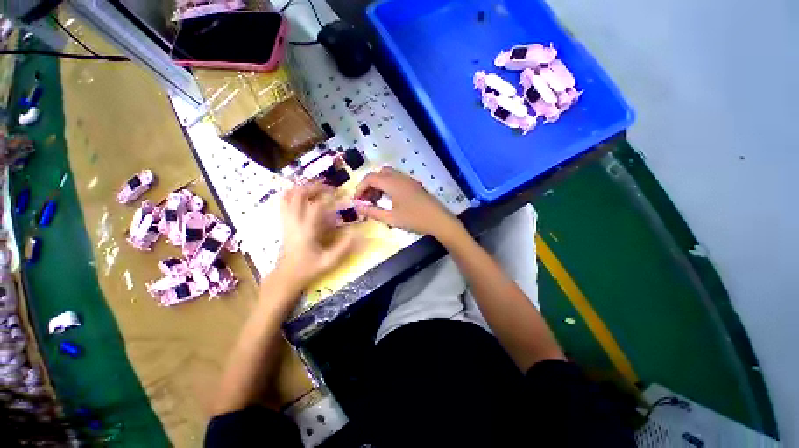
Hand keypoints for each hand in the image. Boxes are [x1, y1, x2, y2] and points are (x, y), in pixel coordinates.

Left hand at [273, 183, 355, 291]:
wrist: (286, 276)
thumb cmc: (308, 269)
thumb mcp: (329, 261)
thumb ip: (344, 247)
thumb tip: (358, 233)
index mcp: (306, 231)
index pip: (315, 206)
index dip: (328, 196)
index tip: (339, 194)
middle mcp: (294, 222)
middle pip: (298, 195)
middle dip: (314, 186)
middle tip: (328, 187)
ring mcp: (286, 221)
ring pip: (288, 196)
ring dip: (302, 187)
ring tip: (316, 186)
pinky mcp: (284, 223)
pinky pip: (284, 202)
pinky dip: (292, 193)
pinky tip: (303, 194)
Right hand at [354, 167, 460, 238]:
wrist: (439, 220)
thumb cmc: (414, 219)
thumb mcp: (391, 218)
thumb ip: (373, 211)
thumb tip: (357, 207)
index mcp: (393, 183)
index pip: (370, 178)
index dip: (360, 188)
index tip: (357, 201)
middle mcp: (400, 177)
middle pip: (379, 174)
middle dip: (369, 185)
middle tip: (367, 199)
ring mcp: (408, 180)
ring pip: (388, 175)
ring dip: (379, 185)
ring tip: (377, 200)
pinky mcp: (414, 184)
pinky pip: (396, 179)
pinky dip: (388, 185)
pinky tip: (389, 199)